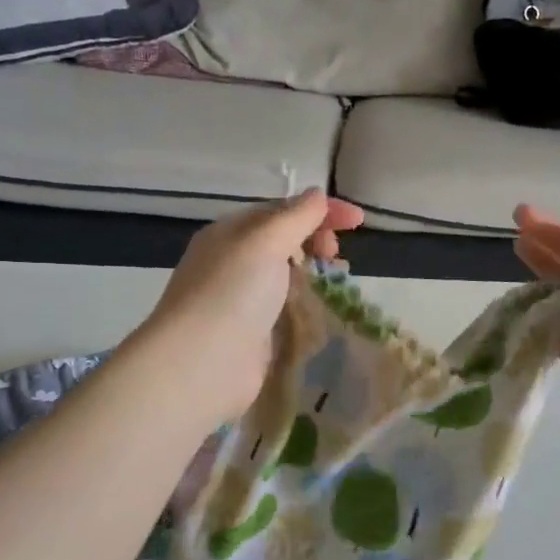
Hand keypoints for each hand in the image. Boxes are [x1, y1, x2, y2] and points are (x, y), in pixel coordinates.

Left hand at [140, 190, 363, 426]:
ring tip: (338, 280)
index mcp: (231, 232)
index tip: (358, 220)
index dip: (320, 210)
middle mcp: (234, 261)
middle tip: (335, 255)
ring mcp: (243, 299)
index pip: (281, 210)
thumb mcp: (265, 241)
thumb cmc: (232, 293)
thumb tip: (318, 195)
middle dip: (316, 240)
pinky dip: (308, 303)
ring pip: (287, 275)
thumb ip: (296, 217)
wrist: (201, 364)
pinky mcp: (254, 333)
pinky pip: (287, 308)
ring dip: (315, 272)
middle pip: (285, 241)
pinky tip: (324, 309)